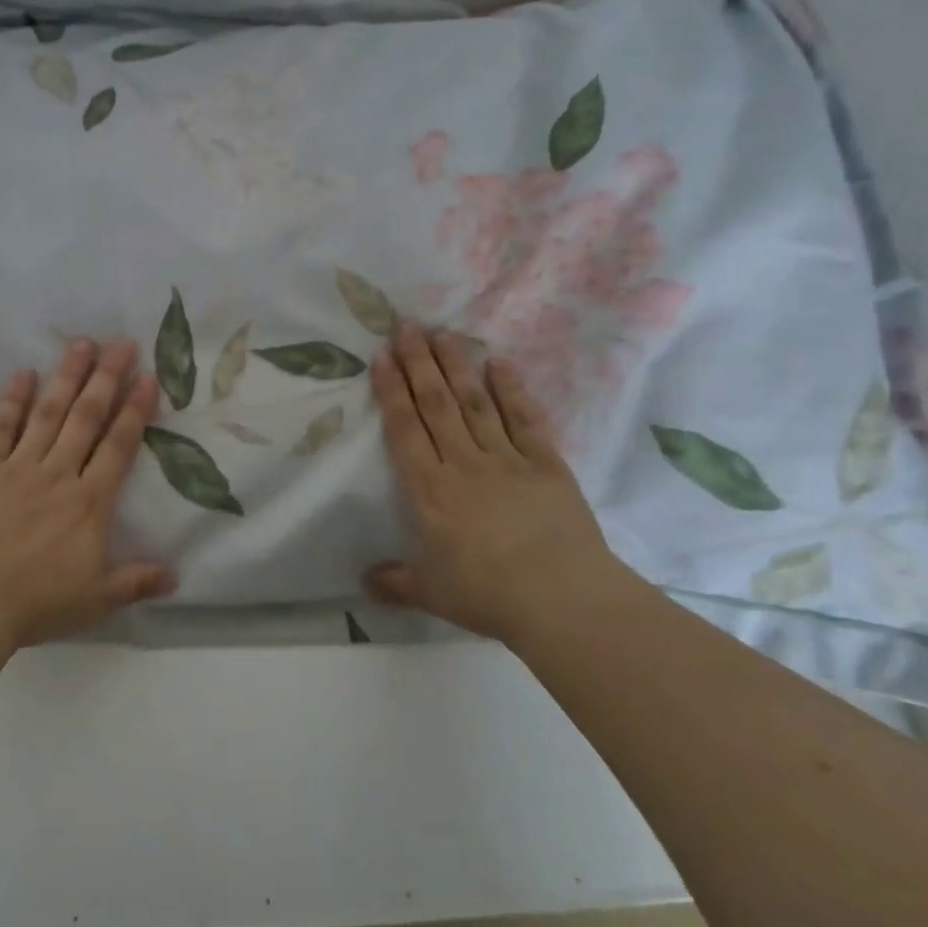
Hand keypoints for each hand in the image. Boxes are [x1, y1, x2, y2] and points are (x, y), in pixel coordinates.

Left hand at [0, 338, 176, 649]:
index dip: (135, 410)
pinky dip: (13, 400)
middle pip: (87, 417)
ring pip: (49, 413)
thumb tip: (177, 575)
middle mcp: (58, 474)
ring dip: (67, 377)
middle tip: (121, 342)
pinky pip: (0, 428)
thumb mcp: (95, 601)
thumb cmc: (34, 605)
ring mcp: (18, 467)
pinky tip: (23, 374)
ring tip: (82, 344)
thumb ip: (136, 581)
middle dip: (106, 378)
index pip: (119, 446)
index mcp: (89, 503)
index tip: (147, 377)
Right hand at [365, 322, 626, 644]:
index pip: (404, 428)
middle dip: (418, 362)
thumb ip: (396, 582)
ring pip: (474, 401)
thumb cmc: (489, 595)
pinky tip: (500, 363)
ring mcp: (506, 458)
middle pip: (436, 403)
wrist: (564, 600)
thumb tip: (363, 582)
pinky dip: (512, 389)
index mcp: (430, 489)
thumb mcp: (433, 594)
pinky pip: (524, 419)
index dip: (391, 390)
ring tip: (442, 333)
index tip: (382, 356)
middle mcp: (462, 462)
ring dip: (456, 365)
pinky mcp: (545, 463)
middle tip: (406, 326)